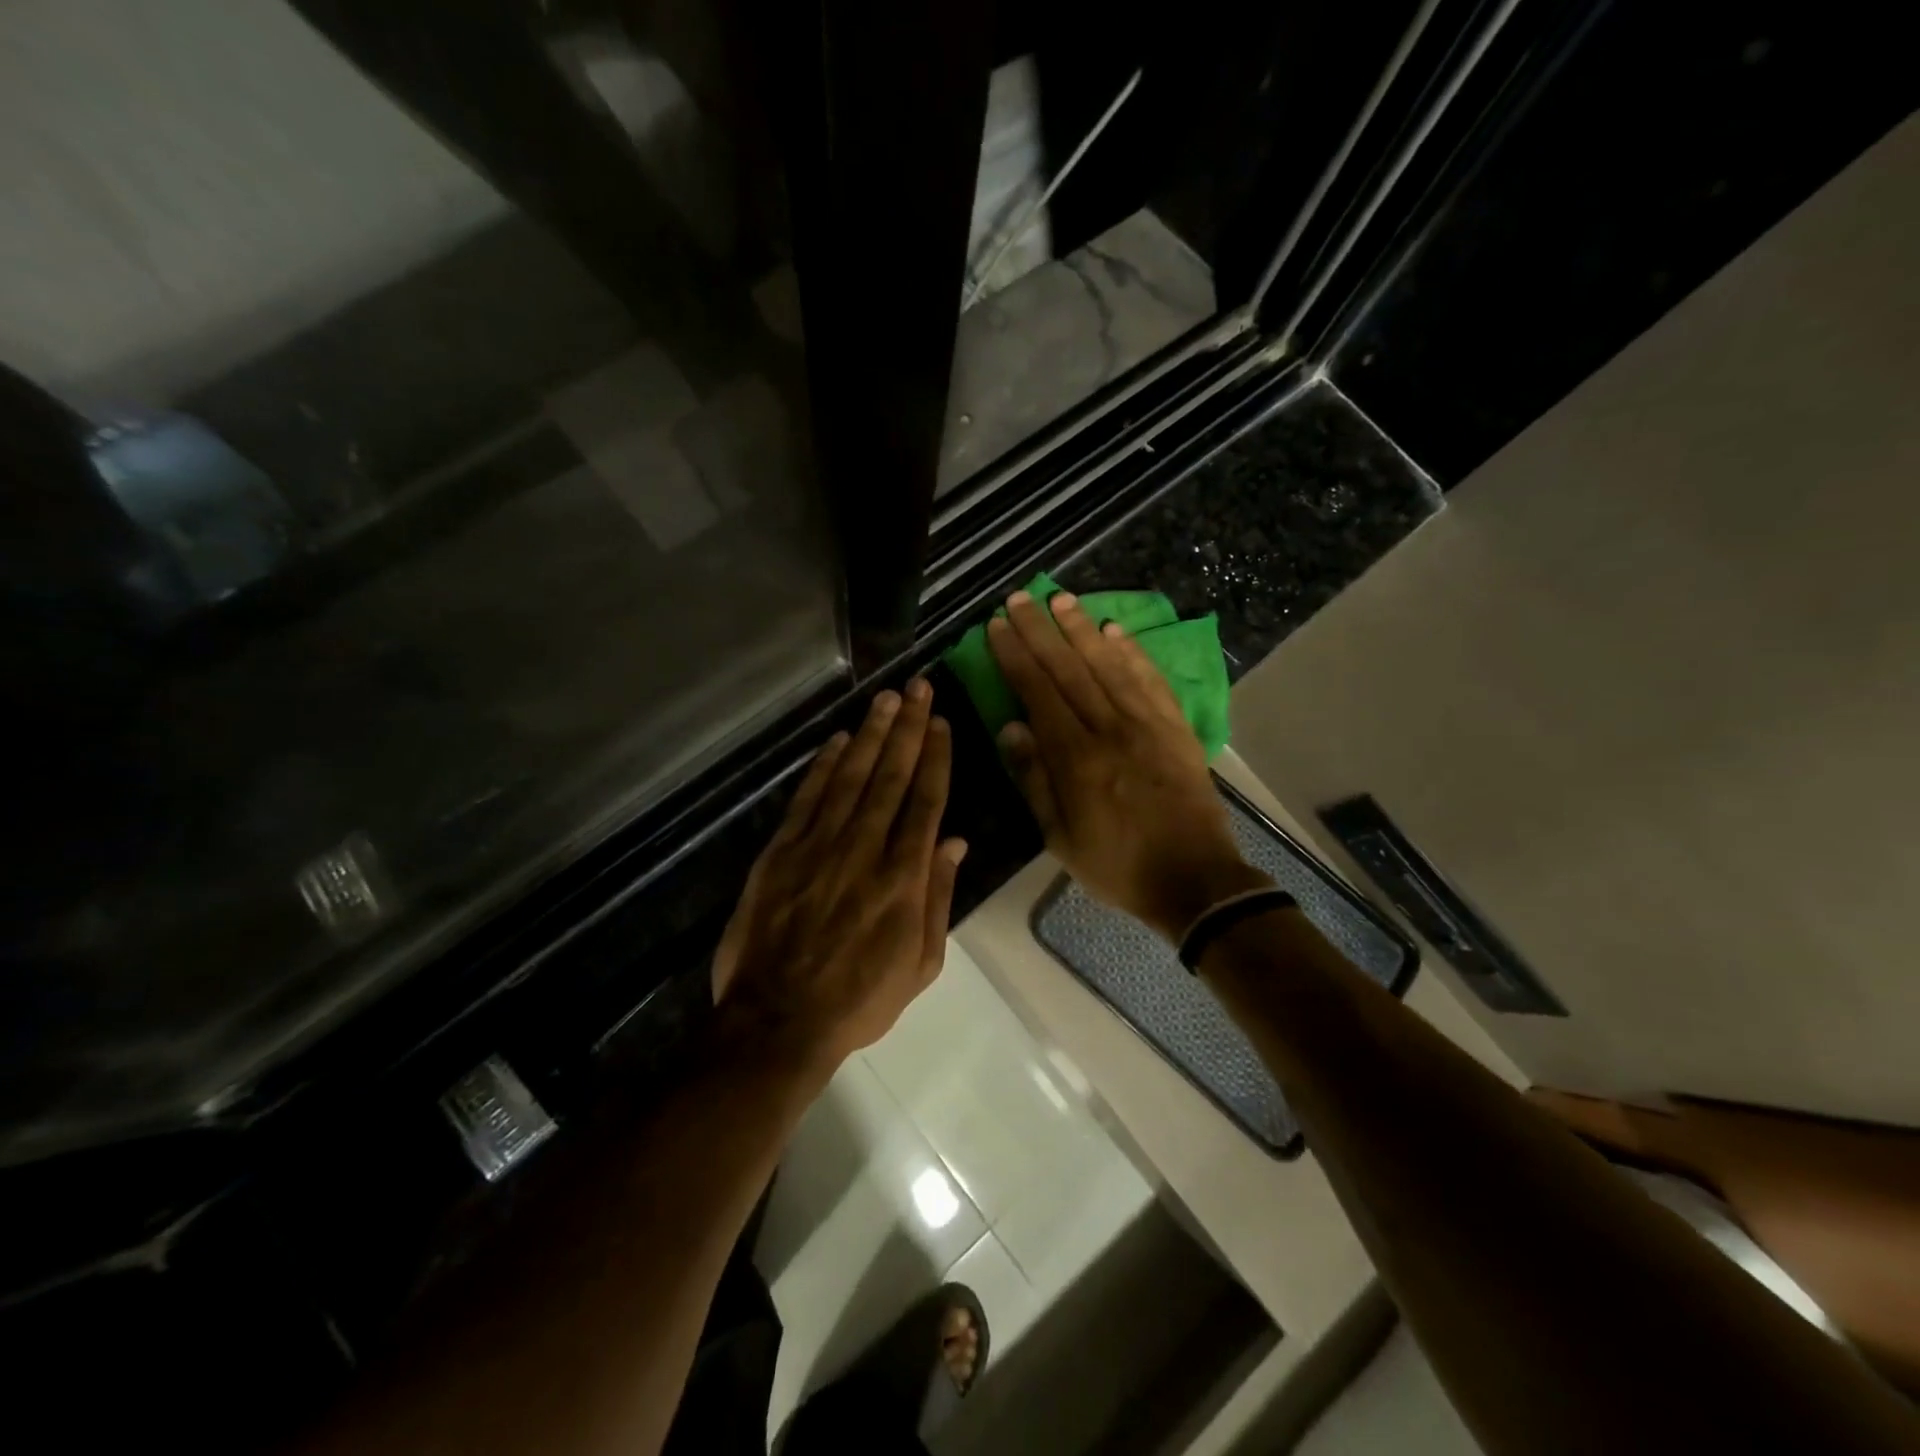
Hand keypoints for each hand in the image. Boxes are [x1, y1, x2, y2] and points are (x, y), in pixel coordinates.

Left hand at [711, 680, 966, 1078]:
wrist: (778, 1022)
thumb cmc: (859, 1000)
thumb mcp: (920, 964)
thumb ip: (938, 898)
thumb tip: (955, 841)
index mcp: (903, 879)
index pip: (925, 802)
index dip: (935, 758)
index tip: (941, 723)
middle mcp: (864, 850)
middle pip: (891, 778)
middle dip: (908, 730)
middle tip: (918, 688)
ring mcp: (819, 847)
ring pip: (851, 778)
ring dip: (870, 735)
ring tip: (886, 699)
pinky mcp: (782, 852)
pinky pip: (807, 799)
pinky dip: (823, 766)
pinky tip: (838, 740)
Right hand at [987, 590, 1269, 941]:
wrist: (1195, 880)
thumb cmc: (1117, 865)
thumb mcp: (1060, 837)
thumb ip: (1034, 779)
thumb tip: (1010, 726)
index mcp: (1076, 757)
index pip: (1038, 692)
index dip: (1016, 655)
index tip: (998, 626)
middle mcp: (1110, 728)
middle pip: (1069, 668)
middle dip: (1041, 630)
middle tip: (1020, 597)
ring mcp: (1148, 724)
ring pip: (1108, 664)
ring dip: (1081, 628)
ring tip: (1060, 598)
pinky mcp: (1176, 727)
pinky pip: (1150, 680)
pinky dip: (1131, 652)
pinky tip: (1114, 630)